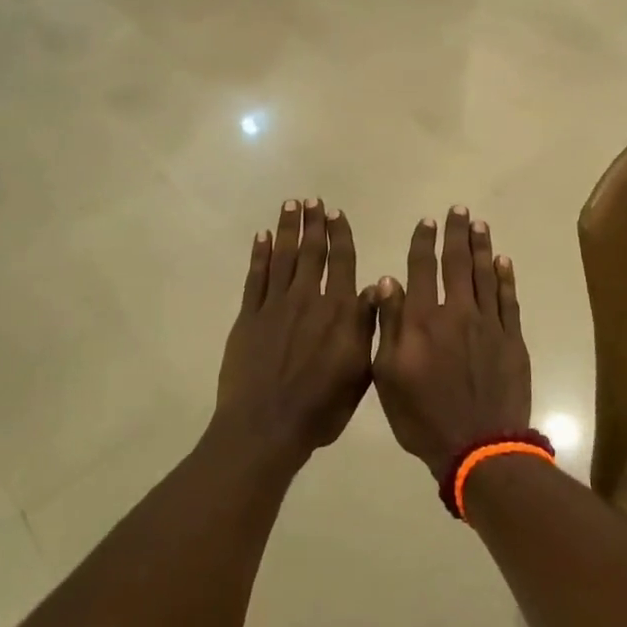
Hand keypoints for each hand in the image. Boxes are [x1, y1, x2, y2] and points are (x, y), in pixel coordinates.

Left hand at [215, 200, 375, 464]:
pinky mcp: (249, 316)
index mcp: (339, 312)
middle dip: (312, 224)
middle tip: (311, 200)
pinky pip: (256, 277)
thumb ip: (367, 326)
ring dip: (287, 229)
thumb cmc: (321, 408)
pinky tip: (262, 237)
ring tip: (290, 206)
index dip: (340, 235)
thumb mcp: (360, 373)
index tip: (336, 213)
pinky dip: (260, 255)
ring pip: (283, 257)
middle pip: (311, 252)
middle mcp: (308, 299)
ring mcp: (275, 305)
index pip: (342, 262)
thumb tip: (377, 287)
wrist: (266, 426)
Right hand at [371, 209, 531, 480]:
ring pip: (485, 275)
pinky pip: (508, 300)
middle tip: (459, 210)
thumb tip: (387, 281)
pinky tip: (503, 262)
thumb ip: (389, 325)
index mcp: (422, 320)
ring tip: (479, 224)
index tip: (426, 222)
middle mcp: (457, 312)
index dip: (423, 243)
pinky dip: (505, 278)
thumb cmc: (423, 417)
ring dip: (481, 247)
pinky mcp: (512, 340)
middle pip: (457, 264)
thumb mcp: (388, 376)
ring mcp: (489, 325)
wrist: (479, 447)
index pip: (421, 269)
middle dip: (456, 234)